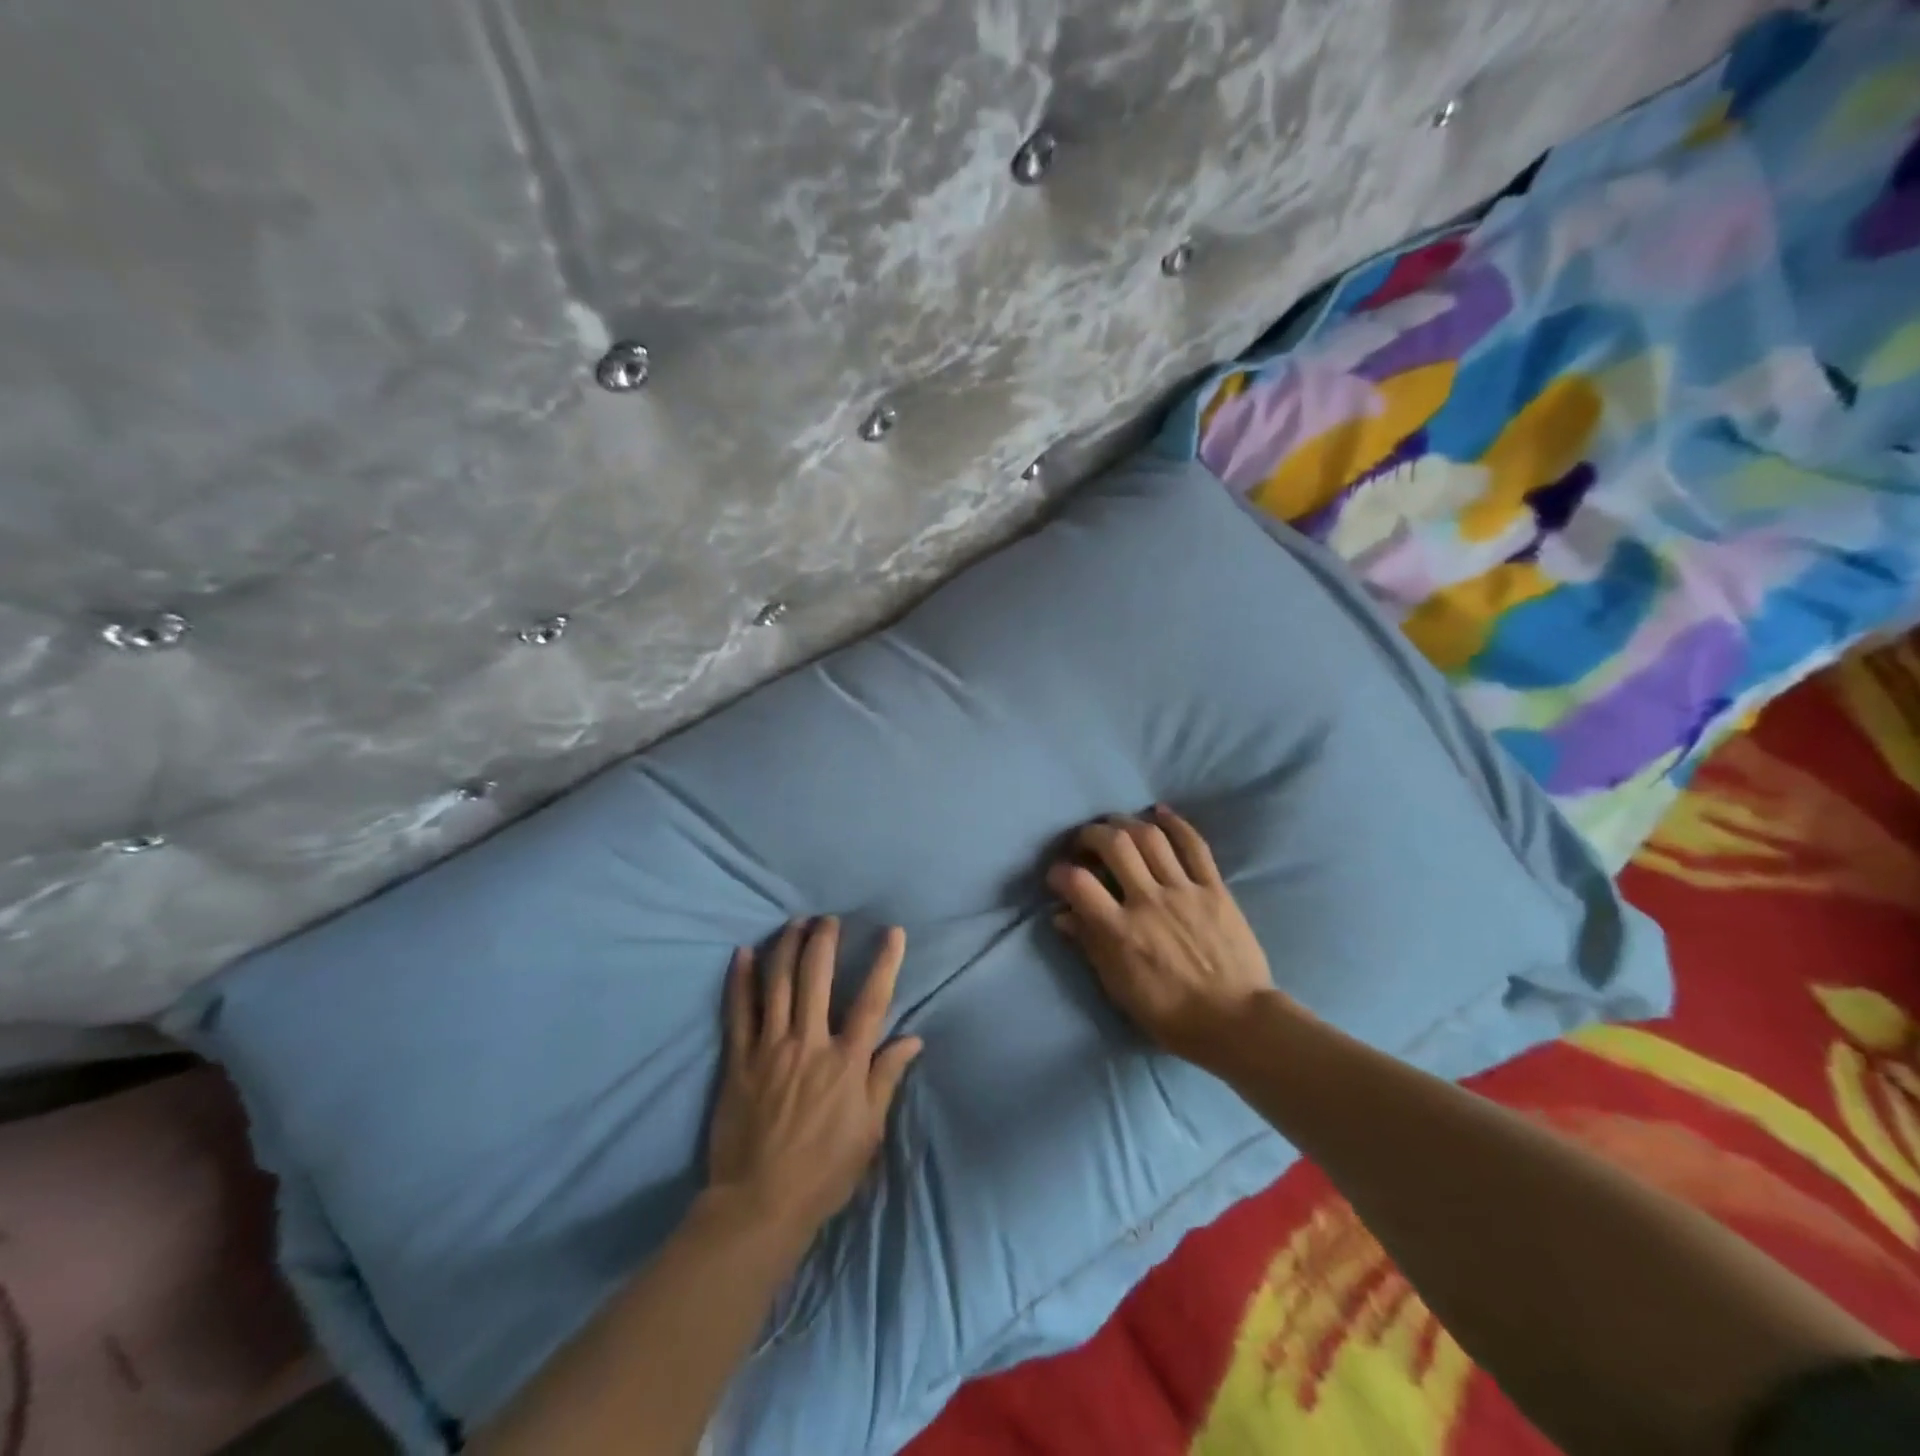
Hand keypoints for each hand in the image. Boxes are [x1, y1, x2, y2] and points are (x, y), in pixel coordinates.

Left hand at [707, 918, 922, 1243]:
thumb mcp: (869, 1131)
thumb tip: (912, 1039)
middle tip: (828, 919)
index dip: (885, 962)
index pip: (872, 1000)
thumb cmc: (824, 1171)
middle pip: (817, 978)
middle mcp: (809, 1043)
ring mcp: (770, 1048)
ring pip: (778, 984)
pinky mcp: (738, 1060)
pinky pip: (738, 1011)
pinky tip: (742, 953)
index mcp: (846, 1061)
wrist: (759, 1204)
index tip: (893, 931)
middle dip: (824, 941)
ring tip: (794, 923)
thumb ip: (887, 1078)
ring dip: (786, 947)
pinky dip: (740, 979)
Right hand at [1047, 806, 1280, 1071]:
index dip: (1059, 872)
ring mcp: (1184, 891)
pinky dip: (1175, 823)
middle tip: (1085, 842)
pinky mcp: (1214, 888)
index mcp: (1120, 931)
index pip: (1078, 883)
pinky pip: (1194, 845)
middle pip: (1114, 844)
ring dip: (1126, 822)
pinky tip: (1159, 812)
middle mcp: (1148, 901)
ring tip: (1115, 825)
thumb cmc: (1170, 1014)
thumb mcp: (1119, 988)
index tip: (1057, 875)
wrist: (1236, 1022)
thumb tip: (1062, 915)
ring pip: (1150, 836)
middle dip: (1091, 834)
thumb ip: (1090, 945)